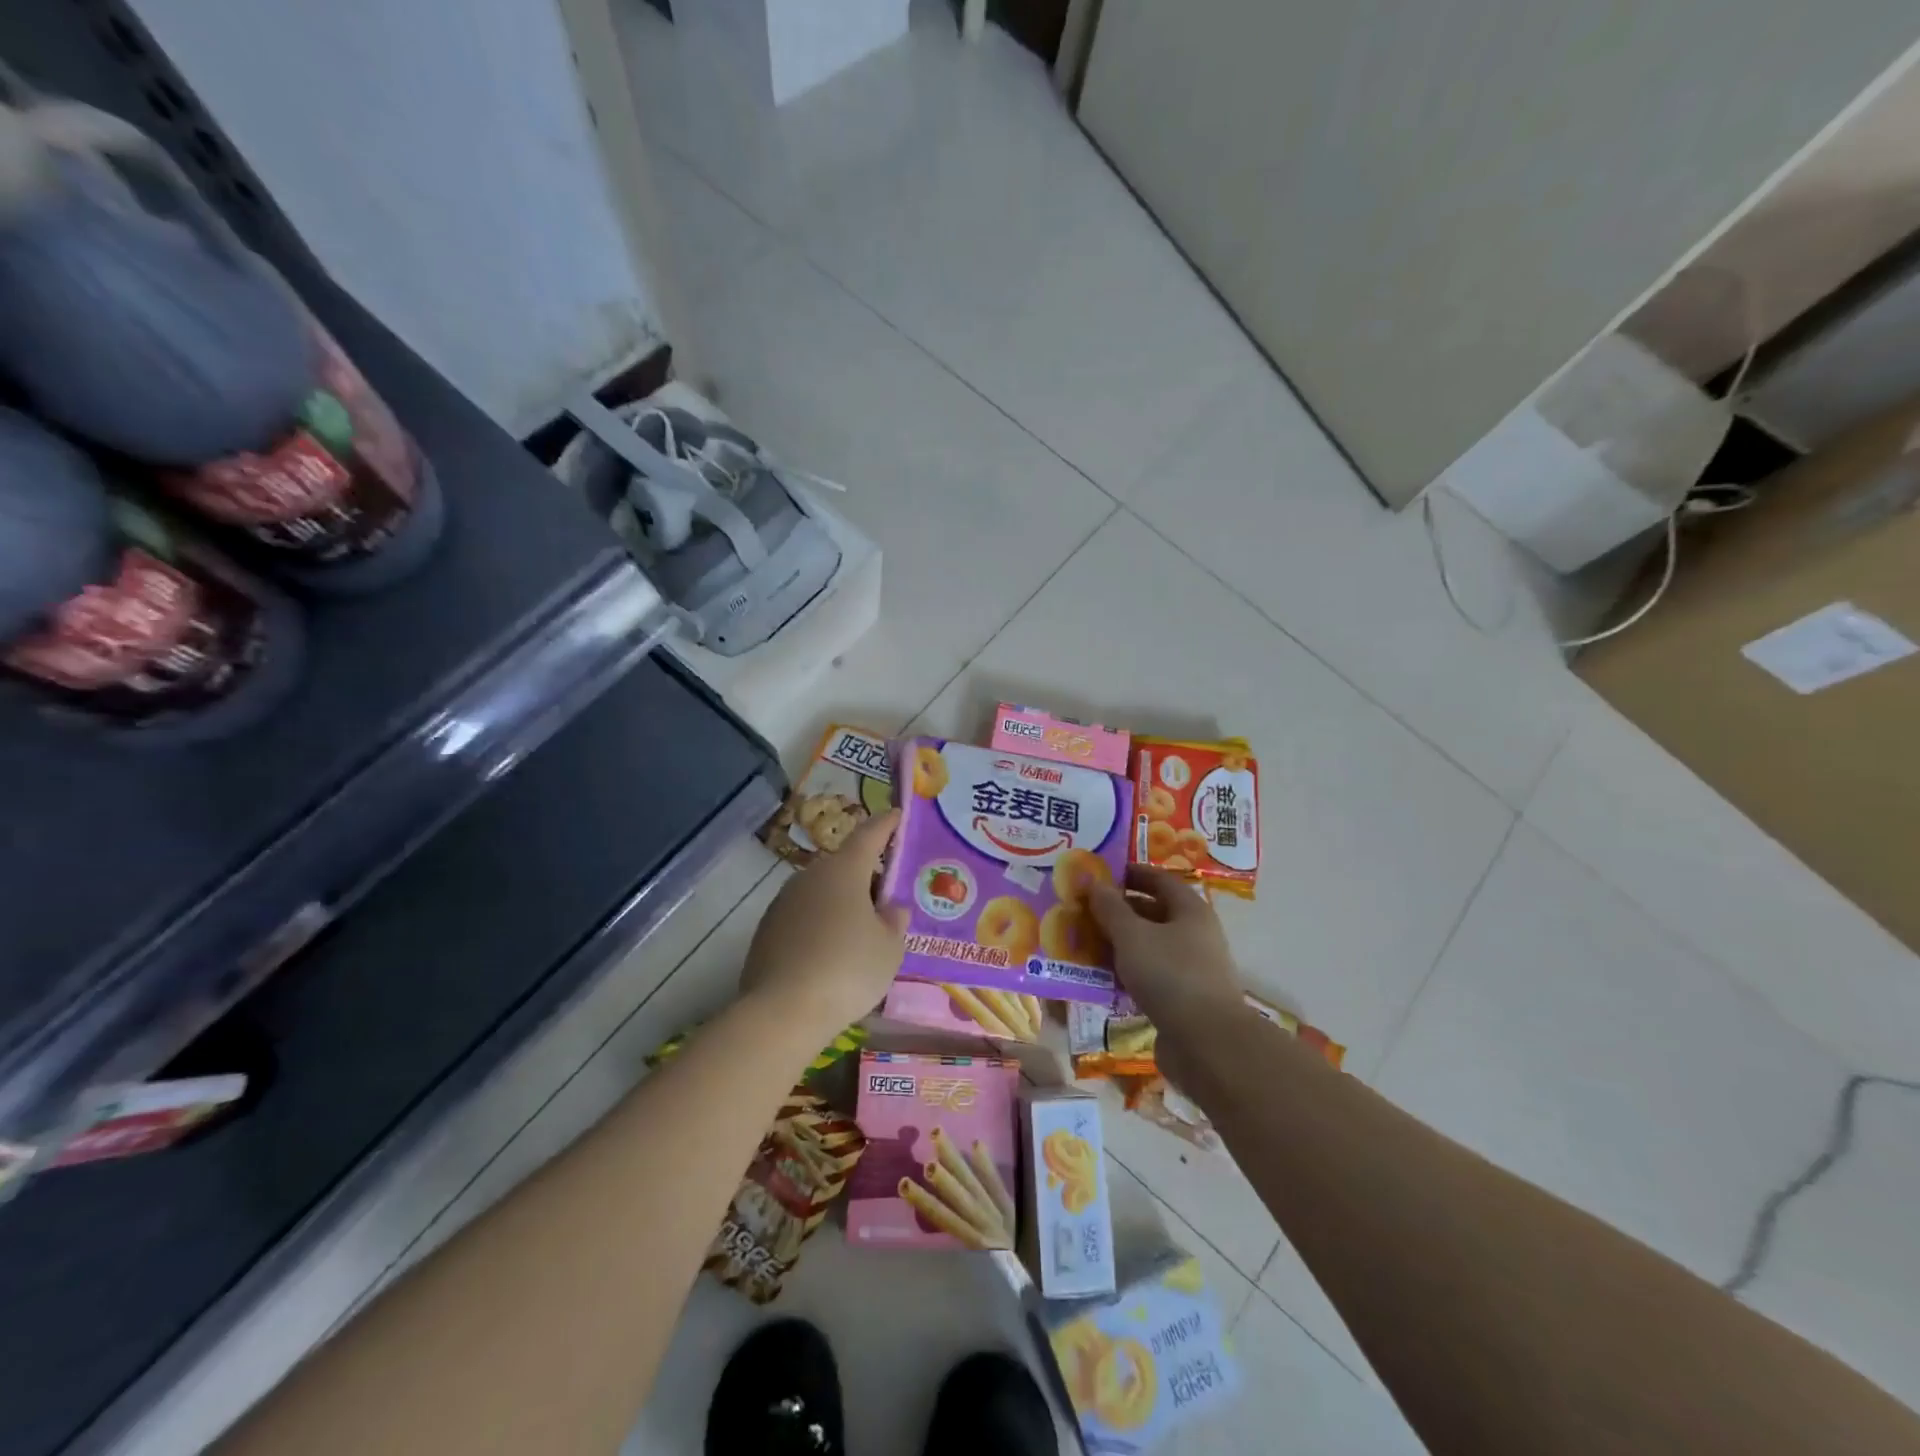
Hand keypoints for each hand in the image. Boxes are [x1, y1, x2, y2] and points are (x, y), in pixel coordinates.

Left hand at [741, 810, 908, 1041]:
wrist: (782, 1011)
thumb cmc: (848, 969)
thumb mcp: (890, 948)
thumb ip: (894, 921)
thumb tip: (890, 909)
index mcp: (844, 870)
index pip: (869, 834)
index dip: (886, 824)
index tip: (897, 815)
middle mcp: (810, 876)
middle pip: (844, 865)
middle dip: (866, 875)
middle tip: (887, 896)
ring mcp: (783, 902)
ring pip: (821, 892)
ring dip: (841, 902)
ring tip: (861, 931)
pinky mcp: (766, 930)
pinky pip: (803, 917)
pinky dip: (820, 925)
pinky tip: (831, 954)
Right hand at [1087, 866, 1242, 1081]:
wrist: (1207, 1044)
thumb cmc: (1170, 975)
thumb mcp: (1132, 936)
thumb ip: (1110, 908)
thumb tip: (1095, 883)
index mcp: (1190, 911)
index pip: (1159, 880)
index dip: (1130, 874)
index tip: (1099, 875)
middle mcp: (1195, 935)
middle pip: (1153, 913)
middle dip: (1118, 911)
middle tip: (1083, 912)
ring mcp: (1191, 969)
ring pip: (1149, 947)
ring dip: (1119, 944)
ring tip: (1084, 944)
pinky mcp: (1182, 999)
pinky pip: (1149, 976)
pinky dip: (1126, 973)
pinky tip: (1101, 979)